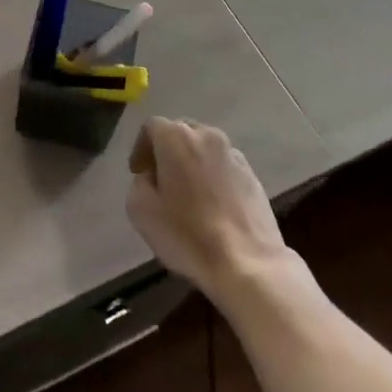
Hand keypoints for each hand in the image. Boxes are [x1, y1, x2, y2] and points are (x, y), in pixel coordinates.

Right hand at [126, 117, 299, 301]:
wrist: (248, 265)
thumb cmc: (188, 235)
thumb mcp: (140, 210)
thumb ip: (138, 183)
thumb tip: (151, 177)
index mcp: (176, 137)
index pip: (151, 127)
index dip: (140, 148)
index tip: (139, 173)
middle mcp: (206, 135)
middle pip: (180, 132)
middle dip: (167, 152)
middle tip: (161, 181)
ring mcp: (233, 154)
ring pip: (204, 149)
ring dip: (192, 163)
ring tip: (189, 195)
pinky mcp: (253, 176)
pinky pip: (224, 167)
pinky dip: (214, 177)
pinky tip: (212, 206)